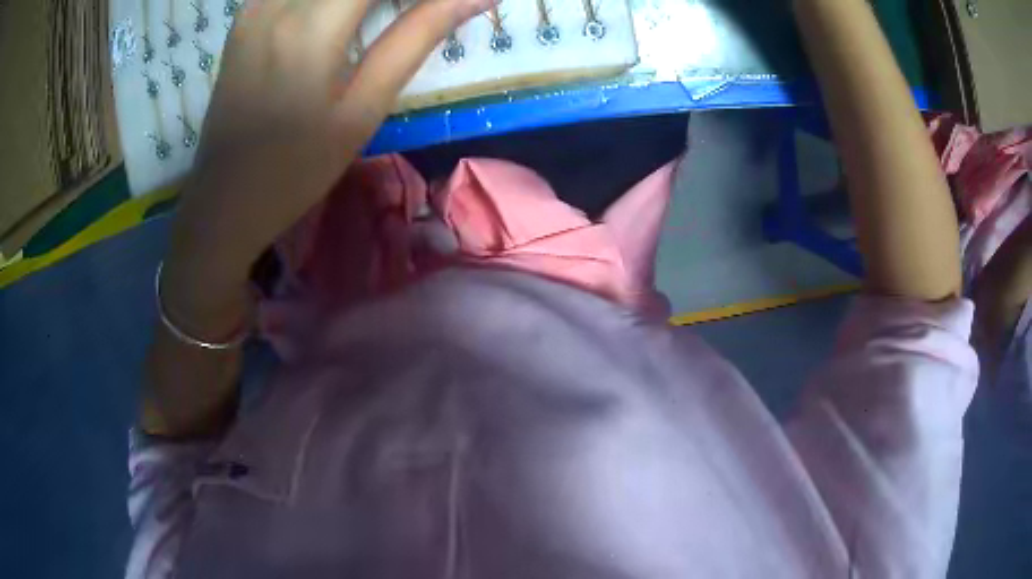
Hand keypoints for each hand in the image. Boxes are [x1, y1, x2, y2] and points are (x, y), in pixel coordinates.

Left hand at [162, 0, 492, 336]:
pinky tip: (344, 14)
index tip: (444, 7)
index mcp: (310, 26)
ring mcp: (255, 6)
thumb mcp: (364, 109)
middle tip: (415, 13)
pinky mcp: (244, 16)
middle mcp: (278, 2)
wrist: (223, 202)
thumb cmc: (296, 169)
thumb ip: (419, 36)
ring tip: (384, 16)